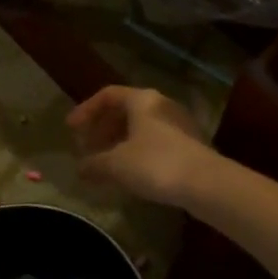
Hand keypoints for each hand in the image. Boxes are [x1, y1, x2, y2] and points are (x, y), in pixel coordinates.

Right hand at [68, 86, 213, 205]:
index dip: (86, 110)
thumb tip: (79, 168)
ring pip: (141, 127)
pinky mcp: (190, 144)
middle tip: (88, 147)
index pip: (108, 95)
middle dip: (103, 128)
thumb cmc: (156, 164)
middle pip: (125, 110)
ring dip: (119, 141)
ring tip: (106, 163)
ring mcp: (179, 124)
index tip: (71, 129)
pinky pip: (155, 141)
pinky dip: (137, 151)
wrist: (206, 183)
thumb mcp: (116, 164)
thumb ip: (94, 163)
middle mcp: (161, 105)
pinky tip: (131, 173)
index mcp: (142, 100)